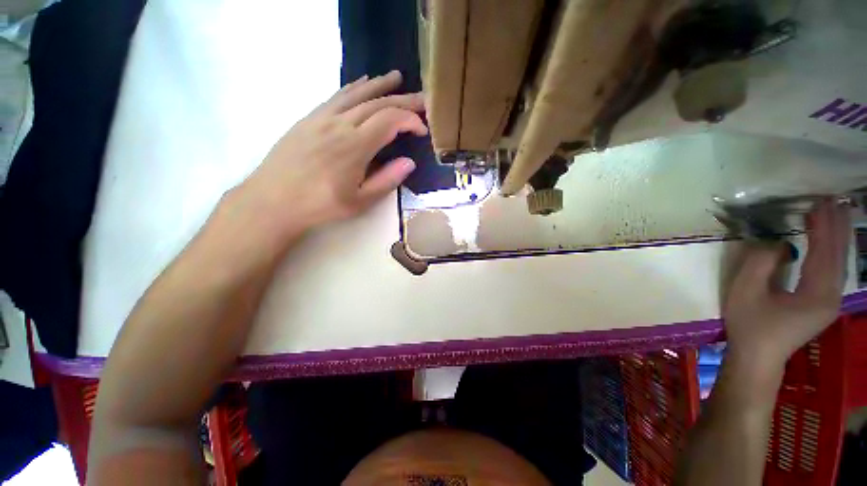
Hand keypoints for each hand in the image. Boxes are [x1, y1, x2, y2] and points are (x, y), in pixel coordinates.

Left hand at [234, 70, 426, 240]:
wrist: (273, 200)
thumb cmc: (320, 205)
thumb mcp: (360, 201)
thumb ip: (387, 180)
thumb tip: (410, 162)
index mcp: (355, 146)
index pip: (390, 121)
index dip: (410, 120)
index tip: (422, 129)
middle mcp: (340, 124)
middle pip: (377, 103)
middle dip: (403, 99)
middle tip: (421, 99)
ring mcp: (322, 118)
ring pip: (356, 94)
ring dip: (379, 85)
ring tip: (396, 78)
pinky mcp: (309, 118)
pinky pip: (336, 96)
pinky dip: (354, 87)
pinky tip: (362, 84)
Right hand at [723, 200, 850, 371]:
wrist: (758, 358)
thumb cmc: (750, 325)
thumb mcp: (746, 291)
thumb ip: (761, 263)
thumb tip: (777, 243)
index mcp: (817, 294)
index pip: (825, 252)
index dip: (823, 225)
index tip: (820, 202)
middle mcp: (832, 296)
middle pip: (838, 255)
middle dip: (835, 227)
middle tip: (831, 201)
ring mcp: (829, 301)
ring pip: (839, 263)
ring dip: (836, 237)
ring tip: (833, 214)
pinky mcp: (823, 304)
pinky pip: (833, 271)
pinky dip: (832, 252)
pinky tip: (827, 242)